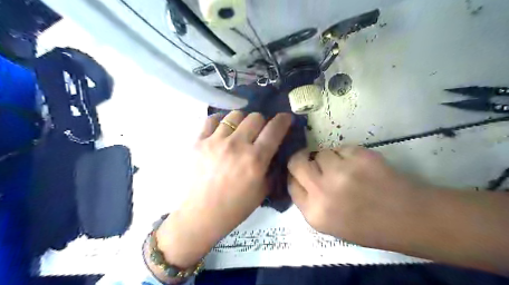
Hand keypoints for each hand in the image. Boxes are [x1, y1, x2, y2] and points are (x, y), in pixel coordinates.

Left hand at [156, 111, 289, 268]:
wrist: (202, 214)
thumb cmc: (236, 206)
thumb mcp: (263, 190)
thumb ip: (272, 167)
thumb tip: (275, 150)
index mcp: (255, 159)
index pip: (274, 129)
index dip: (283, 120)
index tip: (285, 118)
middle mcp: (237, 145)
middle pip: (255, 117)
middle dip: (262, 122)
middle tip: (259, 131)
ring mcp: (215, 141)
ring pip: (234, 115)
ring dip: (242, 121)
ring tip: (239, 131)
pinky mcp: (198, 142)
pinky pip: (211, 120)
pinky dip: (220, 121)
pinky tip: (222, 129)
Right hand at [286, 147, 420, 248]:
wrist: (409, 218)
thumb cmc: (369, 227)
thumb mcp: (330, 224)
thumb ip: (310, 202)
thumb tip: (300, 179)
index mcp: (314, 213)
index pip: (291, 184)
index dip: (295, 176)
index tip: (301, 173)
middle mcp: (322, 191)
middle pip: (296, 162)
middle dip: (302, 159)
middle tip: (313, 161)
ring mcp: (340, 172)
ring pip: (320, 153)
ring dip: (329, 159)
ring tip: (346, 169)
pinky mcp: (358, 156)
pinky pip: (341, 148)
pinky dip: (346, 154)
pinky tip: (360, 166)